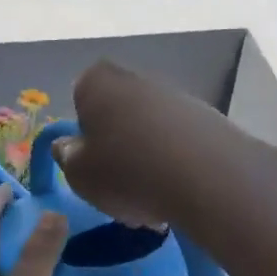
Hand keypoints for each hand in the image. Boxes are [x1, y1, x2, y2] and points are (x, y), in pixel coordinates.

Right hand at [50, 62, 248, 228]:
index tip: (89, 158)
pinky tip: (178, 192)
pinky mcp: (209, 118)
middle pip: (119, 111)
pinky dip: (176, 162)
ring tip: (151, 196)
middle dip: (117, 142)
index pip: (80, 95)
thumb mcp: (80, 174)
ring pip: (150, 127)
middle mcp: (136, 79)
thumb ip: (67, 156)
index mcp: (98, 83)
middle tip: (118, 181)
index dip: (83, 128)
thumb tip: (67, 145)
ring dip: (148, 155)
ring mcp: (176, 96)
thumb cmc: (127, 172)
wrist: (209, 178)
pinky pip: (180, 141)